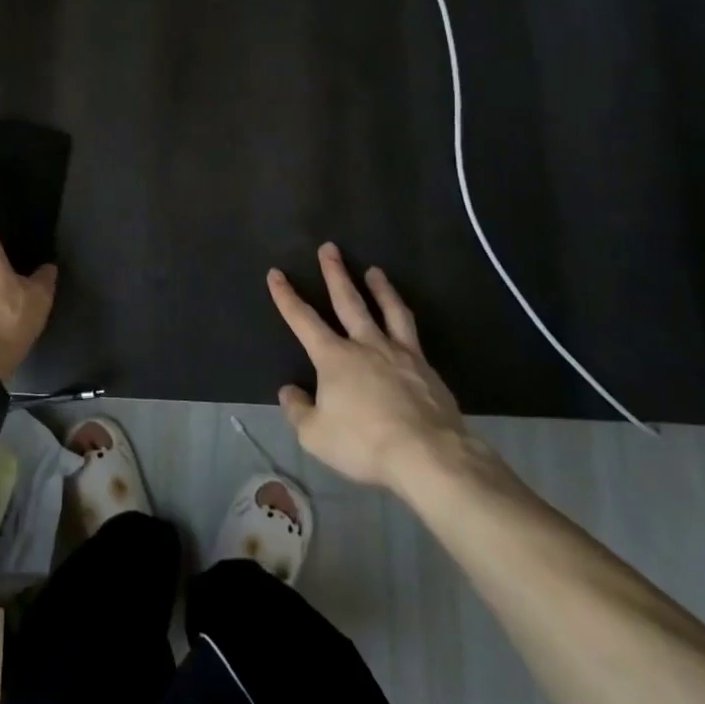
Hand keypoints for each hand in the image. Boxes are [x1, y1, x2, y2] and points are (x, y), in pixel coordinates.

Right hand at [271, 243, 498, 504]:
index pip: (302, 320)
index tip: (276, 273)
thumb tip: (289, 391)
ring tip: (375, 271)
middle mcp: (365, 345)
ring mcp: (400, 354)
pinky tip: (405, 322)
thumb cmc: (364, 443)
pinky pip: (412, 334)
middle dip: (335, 273)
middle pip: (348, 301)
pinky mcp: (427, 369)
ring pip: (388, 310)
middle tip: (330, 248)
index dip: (286, 296)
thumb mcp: (316, 435)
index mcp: (334, 357)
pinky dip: (404, 320)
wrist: (428, 455)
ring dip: (379, 288)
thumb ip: (299, 410)